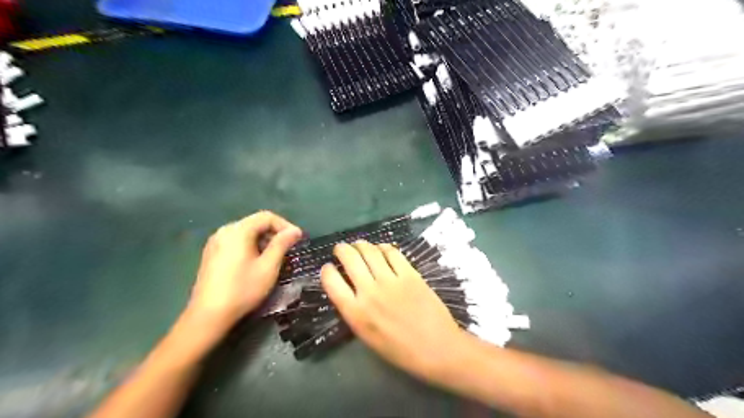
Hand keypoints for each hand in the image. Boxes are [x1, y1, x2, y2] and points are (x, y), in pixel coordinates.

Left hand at [187, 211, 303, 334]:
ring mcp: (215, 242)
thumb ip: (282, 244)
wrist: (209, 315)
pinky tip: (256, 263)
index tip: (298, 239)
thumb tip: (295, 231)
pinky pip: (236, 242)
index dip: (285, 225)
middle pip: (255, 223)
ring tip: (275, 257)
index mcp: (238, 231)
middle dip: (275, 233)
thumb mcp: (268, 266)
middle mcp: (224, 231)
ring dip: (263, 240)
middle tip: (288, 249)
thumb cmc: (243, 289)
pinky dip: (251, 246)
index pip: (267, 217)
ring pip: (246, 233)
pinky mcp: (211, 254)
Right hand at [319, 242, 463, 380]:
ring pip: (370, 251)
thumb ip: (354, 311)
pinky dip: (384, 247)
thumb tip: (348, 288)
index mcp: (355, 312)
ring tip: (360, 245)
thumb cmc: (399, 350)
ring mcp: (391, 280)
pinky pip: (392, 253)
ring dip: (361, 244)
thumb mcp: (366, 336)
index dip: (327, 270)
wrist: (436, 348)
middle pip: (349, 258)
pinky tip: (382, 249)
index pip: (331, 281)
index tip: (329, 267)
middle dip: (342, 249)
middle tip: (342, 249)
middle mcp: (369, 292)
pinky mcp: (410, 274)